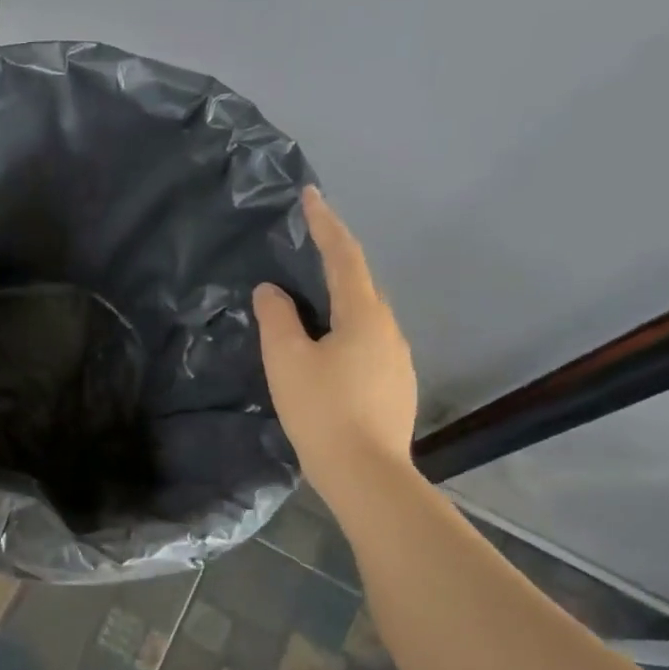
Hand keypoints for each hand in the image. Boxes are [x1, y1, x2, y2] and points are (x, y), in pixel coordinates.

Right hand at [253, 187, 417, 489]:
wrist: (366, 474)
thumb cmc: (322, 410)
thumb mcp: (286, 360)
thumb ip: (276, 318)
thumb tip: (271, 291)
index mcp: (363, 316)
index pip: (344, 257)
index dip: (325, 224)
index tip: (311, 195)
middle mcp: (388, 330)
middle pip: (359, 284)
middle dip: (332, 262)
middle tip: (303, 252)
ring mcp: (397, 360)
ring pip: (363, 317)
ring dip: (337, 302)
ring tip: (306, 307)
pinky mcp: (395, 386)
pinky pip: (366, 343)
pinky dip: (344, 332)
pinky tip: (325, 353)